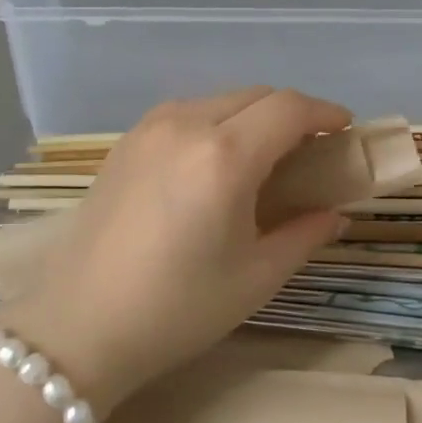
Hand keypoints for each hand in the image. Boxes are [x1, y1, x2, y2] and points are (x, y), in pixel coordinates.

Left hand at [0, 87, 350, 413]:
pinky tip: (215, 161)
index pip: (289, 108)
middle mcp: (187, 124)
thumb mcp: (254, 278)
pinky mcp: (127, 140)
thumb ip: (304, 235)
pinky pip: (187, 113)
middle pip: (257, 95)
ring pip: (220, 100)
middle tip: (310, 148)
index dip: (324, 112)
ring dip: (252, 115)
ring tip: (264, 155)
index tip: (344, 130)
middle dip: (292, 113)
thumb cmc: (176, 309)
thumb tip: (335, 213)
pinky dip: (216, 122)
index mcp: (224, 156)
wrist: (77, 327)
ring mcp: (151, 127)